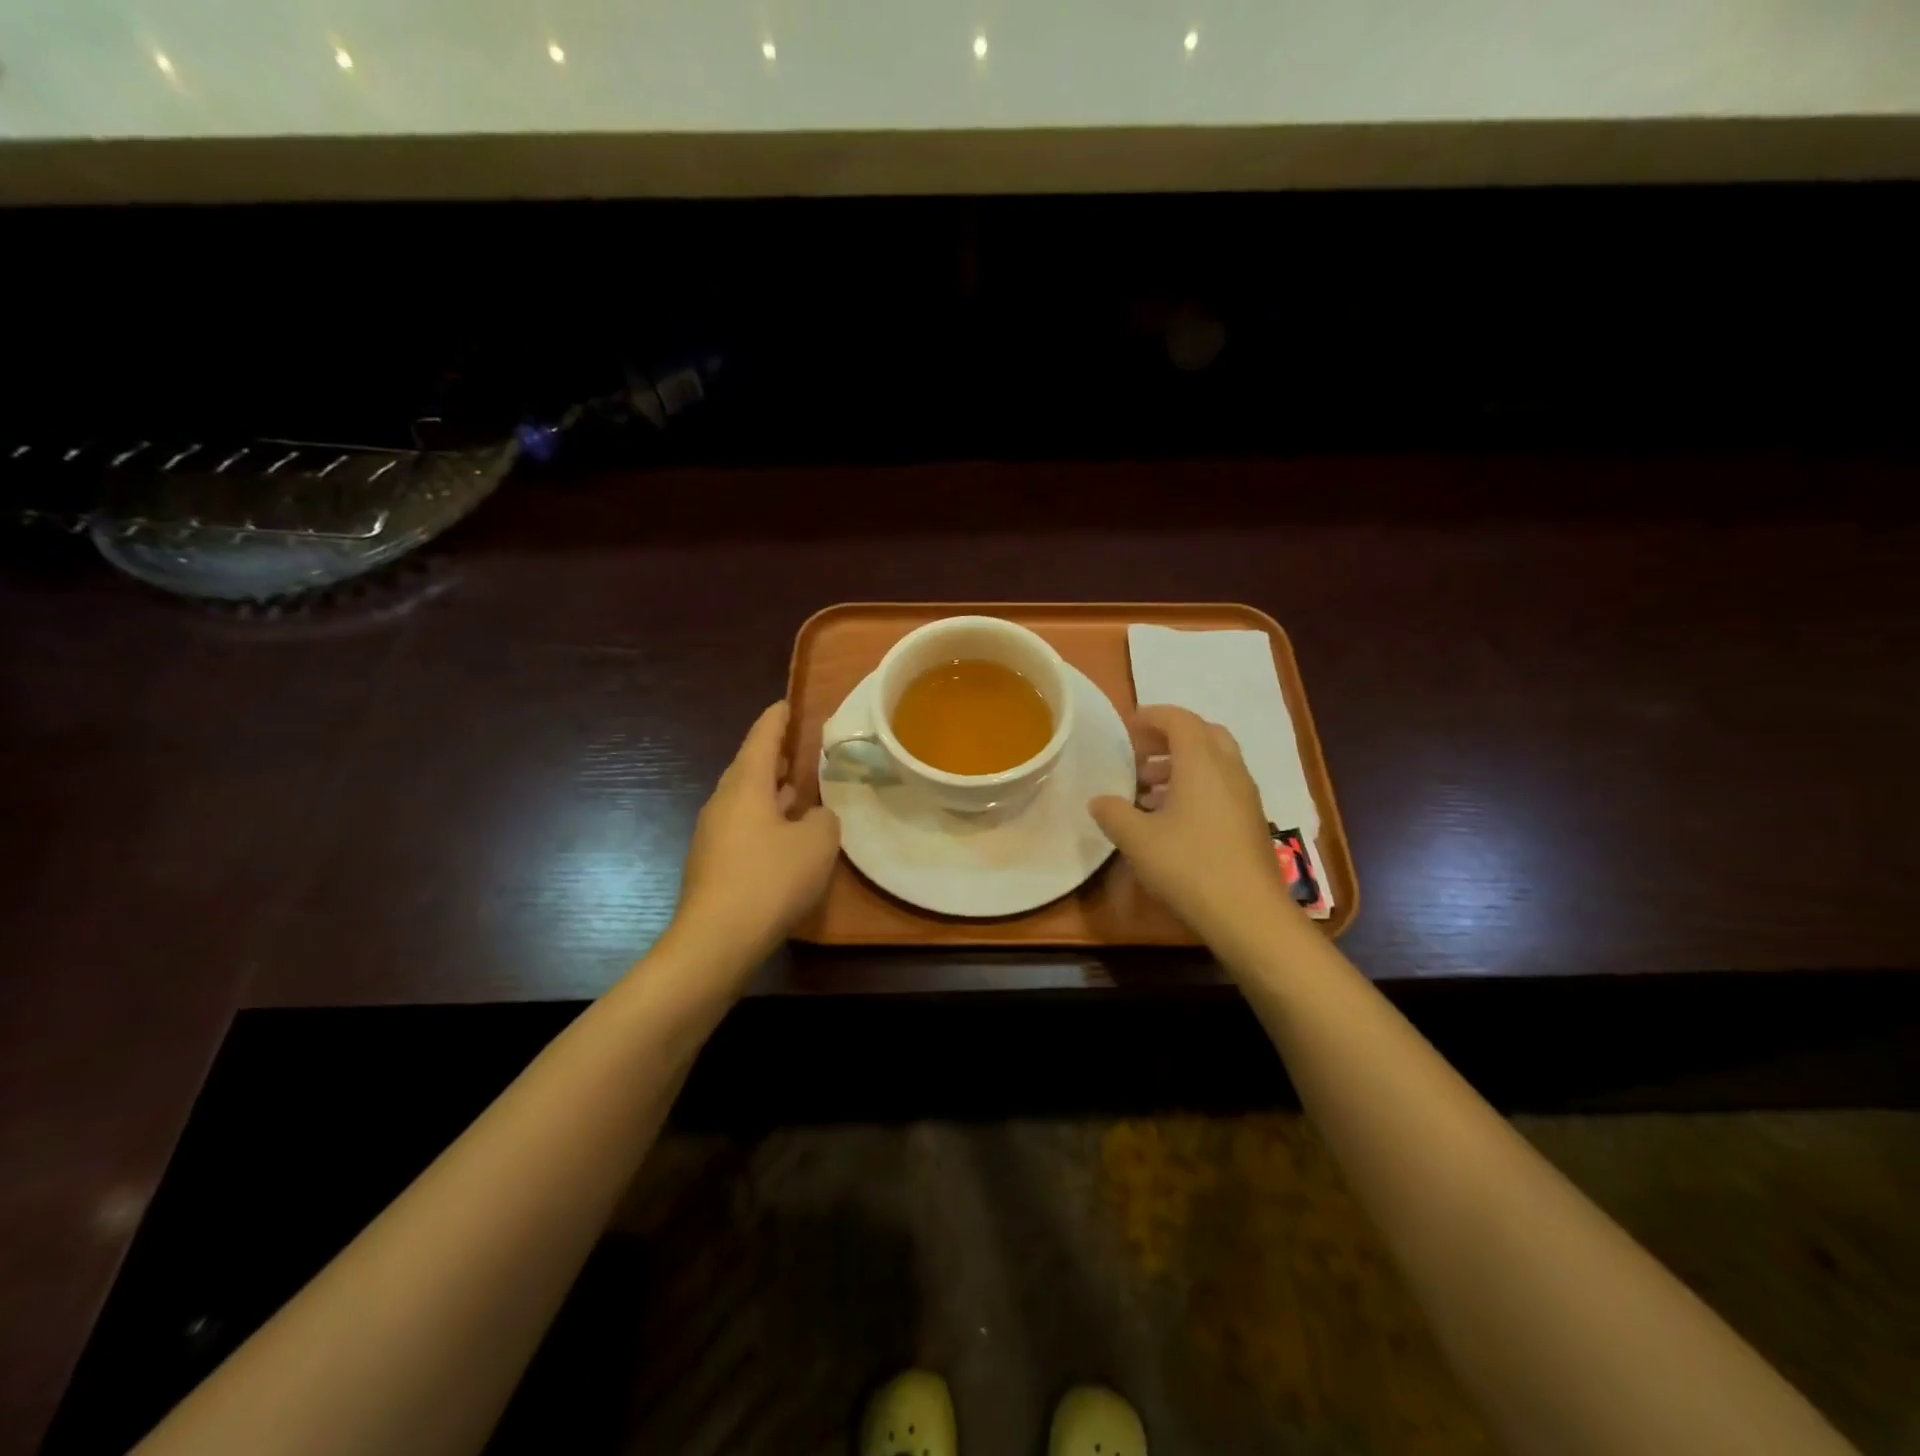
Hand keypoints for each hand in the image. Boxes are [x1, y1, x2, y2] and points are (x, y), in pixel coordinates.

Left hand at [669, 702, 840, 961]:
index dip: (777, 719)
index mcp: (745, 785)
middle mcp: (723, 802)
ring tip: (795, 789)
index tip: (787, 704)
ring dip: (769, 791)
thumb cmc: (770, 879)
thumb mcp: (817, 843)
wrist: (716, 940)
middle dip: (772, 756)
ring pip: (744, 799)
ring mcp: (713, 834)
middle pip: (748, 767)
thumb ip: (824, 819)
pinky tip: (784, 837)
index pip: (761, 738)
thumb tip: (814, 817)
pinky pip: (742, 827)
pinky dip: (764, 820)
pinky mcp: (713, 863)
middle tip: (797, 748)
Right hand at [1089, 705, 1291, 941]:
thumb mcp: (1137, 839)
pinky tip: (1172, 819)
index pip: (1179, 720)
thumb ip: (1113, 813)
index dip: (1152, 717)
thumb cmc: (1188, 865)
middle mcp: (1229, 770)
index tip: (1126, 727)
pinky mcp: (1251, 822)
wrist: (1248, 913)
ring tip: (1148, 790)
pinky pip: (1221, 787)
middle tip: (1140, 755)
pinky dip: (1196, 787)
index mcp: (1201, 762)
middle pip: (1203, 734)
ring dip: (1181, 765)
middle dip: (1169, 738)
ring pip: (1214, 763)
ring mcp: (1245, 796)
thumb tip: (1099, 801)